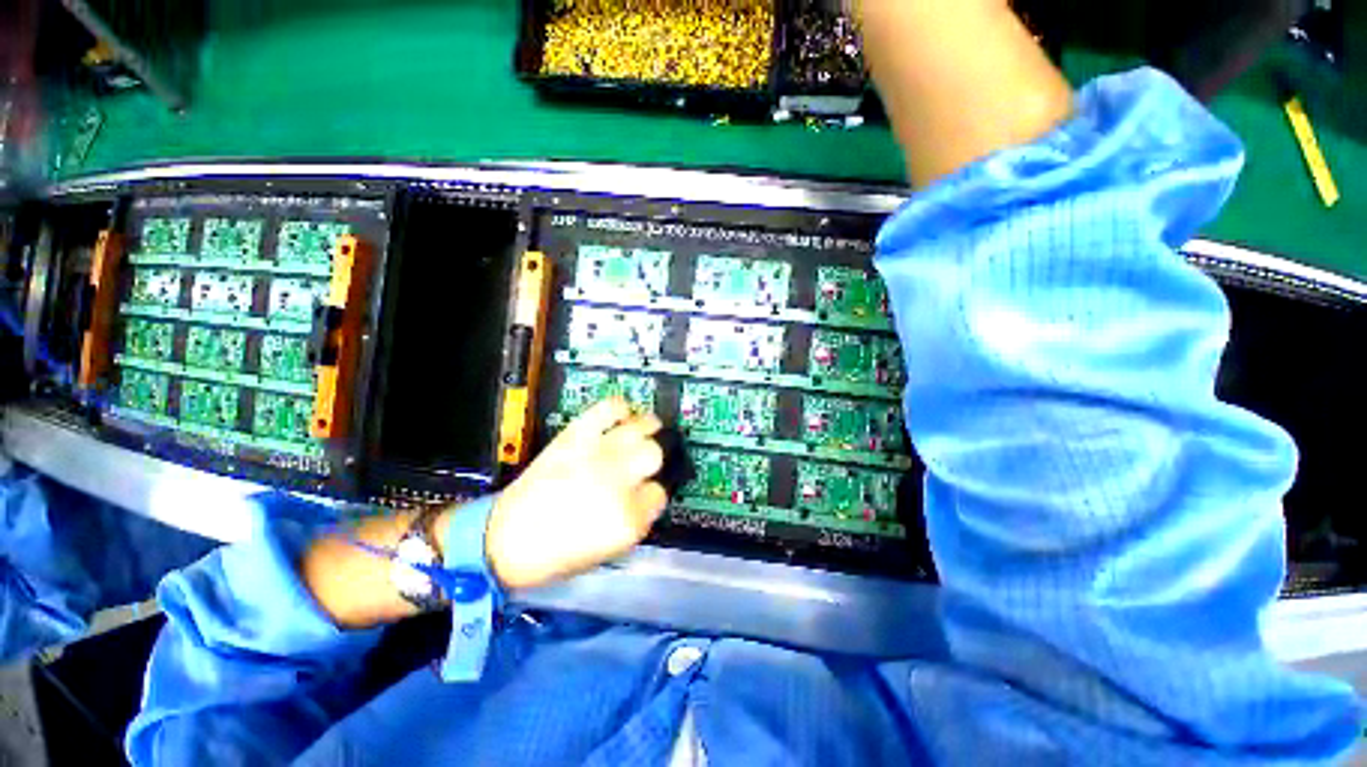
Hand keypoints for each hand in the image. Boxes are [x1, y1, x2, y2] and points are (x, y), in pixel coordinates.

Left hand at [482, 398, 667, 589]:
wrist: (504, 539)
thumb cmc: (557, 554)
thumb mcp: (609, 550)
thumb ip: (637, 519)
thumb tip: (649, 493)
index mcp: (627, 518)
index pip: (660, 493)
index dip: (653, 493)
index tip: (644, 493)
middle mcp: (617, 481)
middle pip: (654, 454)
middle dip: (651, 460)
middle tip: (642, 463)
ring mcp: (597, 454)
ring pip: (641, 428)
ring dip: (647, 428)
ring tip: (647, 429)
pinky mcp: (576, 435)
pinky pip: (609, 408)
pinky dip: (620, 408)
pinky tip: (622, 416)